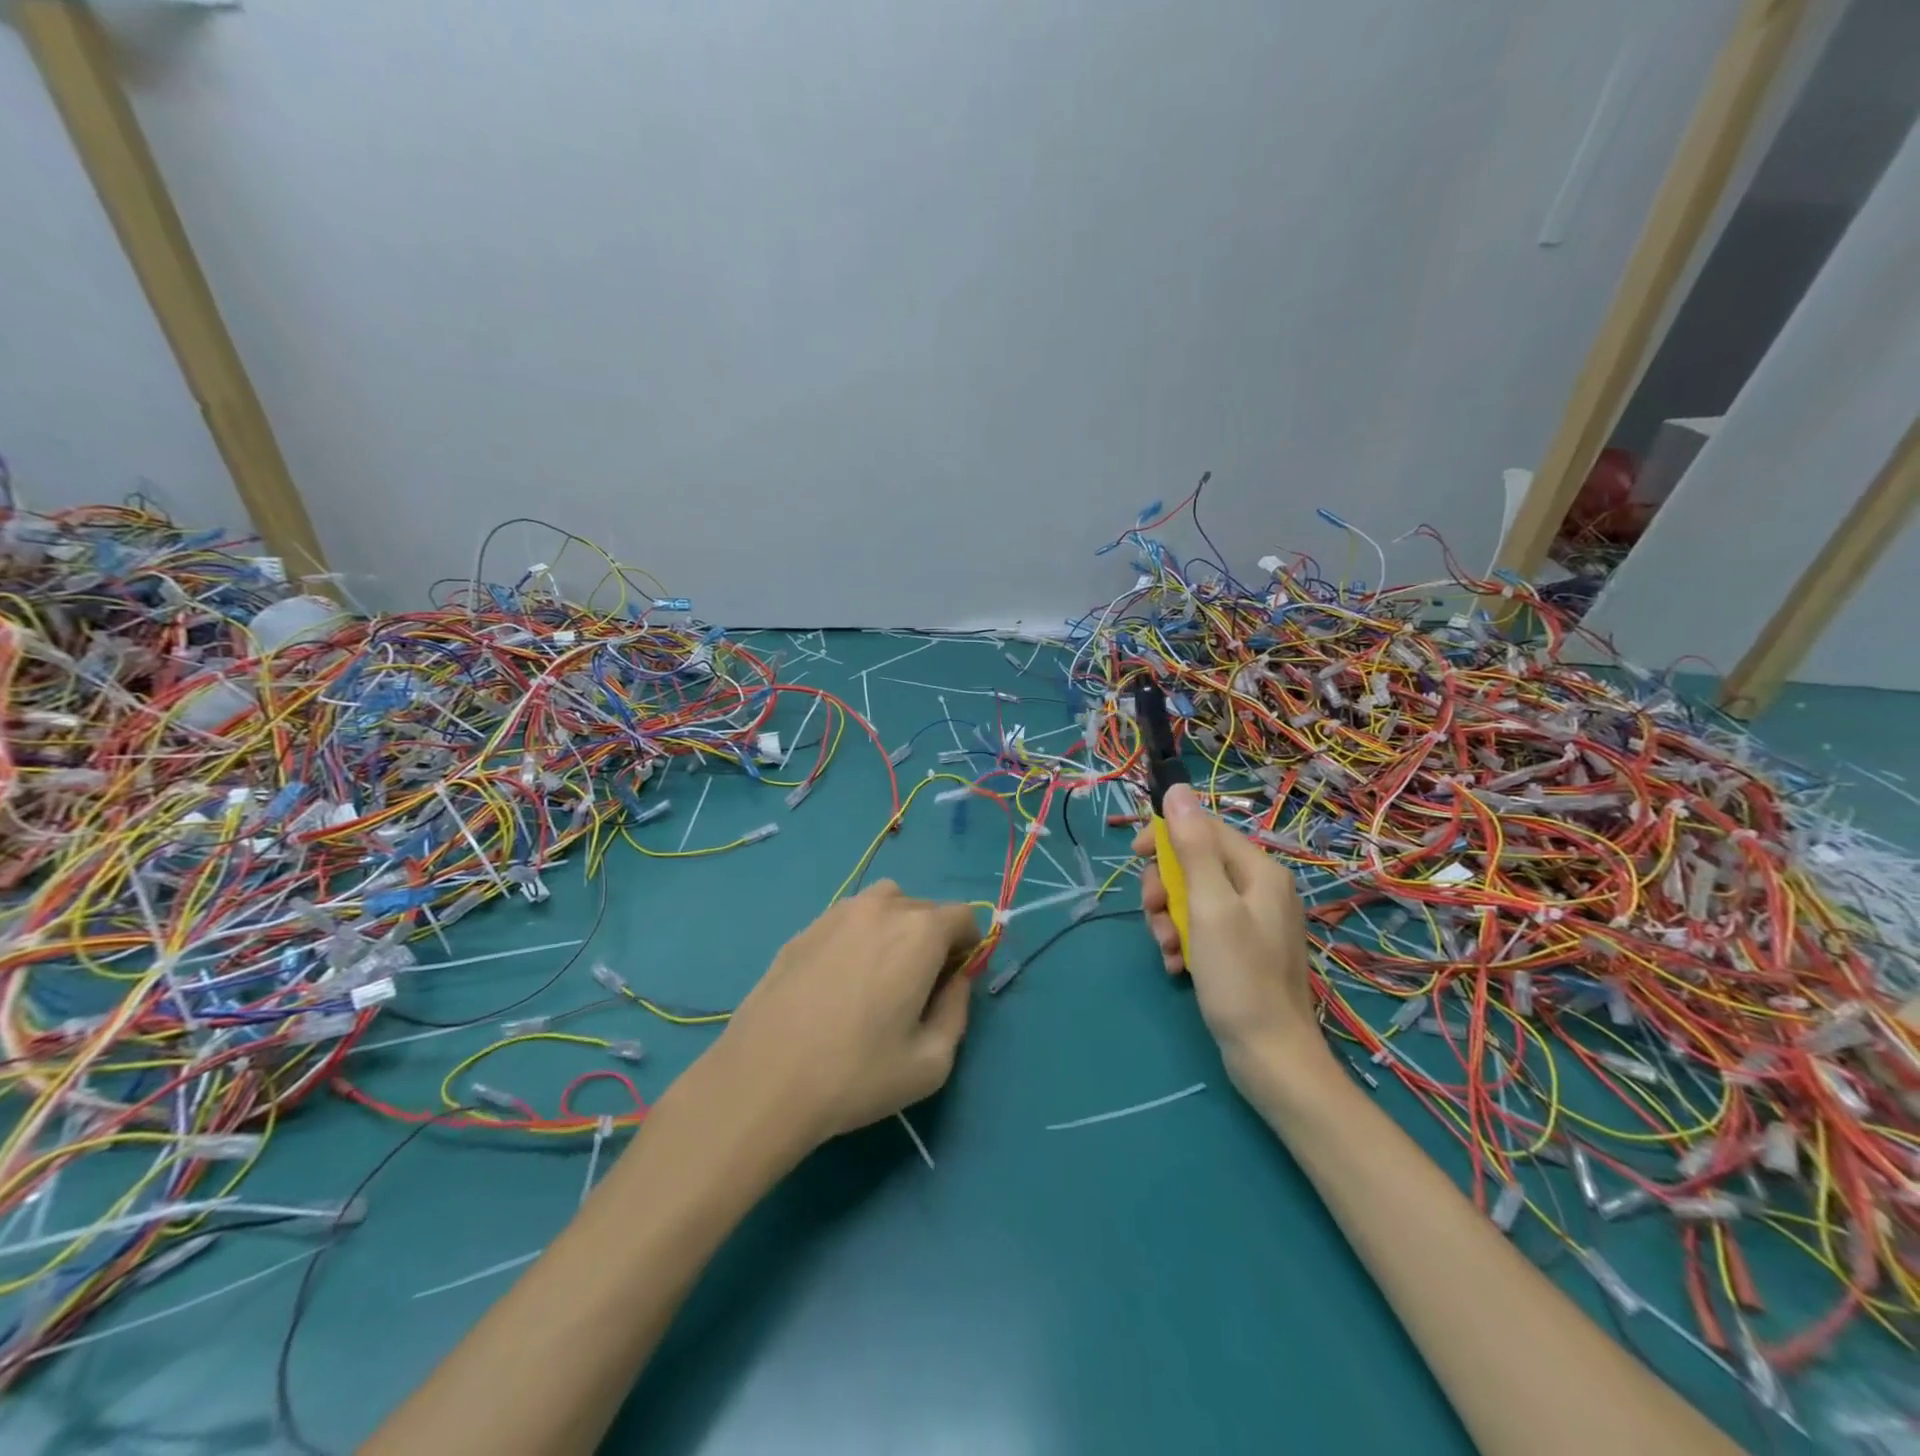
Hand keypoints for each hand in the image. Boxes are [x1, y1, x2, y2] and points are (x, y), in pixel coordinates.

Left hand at [709, 880, 980, 1149]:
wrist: (763, 1080)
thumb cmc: (857, 1075)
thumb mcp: (932, 1062)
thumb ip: (957, 1011)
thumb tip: (956, 981)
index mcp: (919, 932)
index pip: (963, 915)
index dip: (969, 946)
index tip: (955, 981)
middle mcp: (881, 908)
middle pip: (924, 908)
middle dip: (934, 938)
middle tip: (919, 987)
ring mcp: (837, 913)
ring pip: (884, 904)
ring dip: (896, 927)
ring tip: (880, 975)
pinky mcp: (803, 930)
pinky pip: (847, 920)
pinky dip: (859, 936)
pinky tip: (839, 983)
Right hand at [1134, 785, 1329, 1085]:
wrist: (1271, 1058)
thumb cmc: (1239, 977)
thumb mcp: (1208, 906)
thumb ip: (1192, 846)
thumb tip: (1178, 790)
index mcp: (1259, 871)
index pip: (1205, 828)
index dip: (1167, 836)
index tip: (1136, 856)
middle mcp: (1260, 889)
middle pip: (1195, 864)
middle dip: (1166, 889)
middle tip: (1155, 915)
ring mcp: (1253, 921)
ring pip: (1193, 898)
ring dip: (1170, 920)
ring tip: (1169, 950)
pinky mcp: (1244, 949)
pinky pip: (1203, 927)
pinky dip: (1185, 941)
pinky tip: (1179, 966)